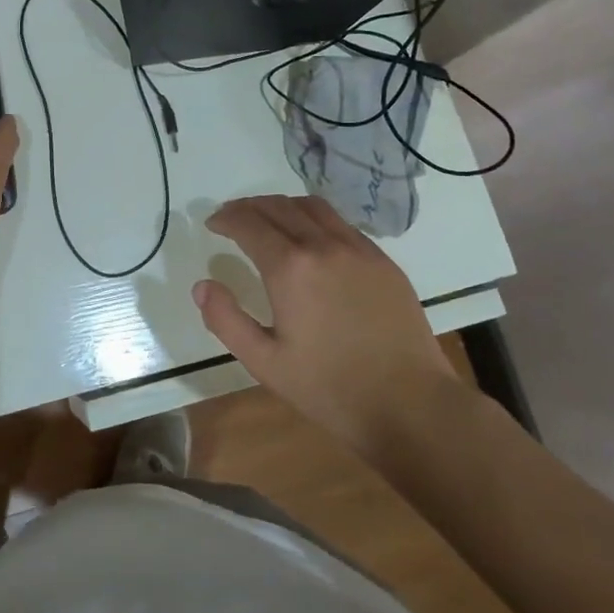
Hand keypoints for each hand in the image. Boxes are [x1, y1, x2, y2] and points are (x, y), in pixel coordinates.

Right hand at [194, 195, 464, 460]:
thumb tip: (202, 285)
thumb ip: (225, 320)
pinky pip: (341, 224)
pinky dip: (315, 219)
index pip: (248, 223)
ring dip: (282, 206)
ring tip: (268, 220)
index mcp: (290, 268)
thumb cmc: (330, 388)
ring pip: (312, 207)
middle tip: (232, 218)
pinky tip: (311, 239)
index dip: (226, 219)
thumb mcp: (264, 362)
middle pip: (278, 207)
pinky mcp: (383, 260)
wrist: (411, 406)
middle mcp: (323, 245)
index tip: (212, 224)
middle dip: (249, 207)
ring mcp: (358, 249)